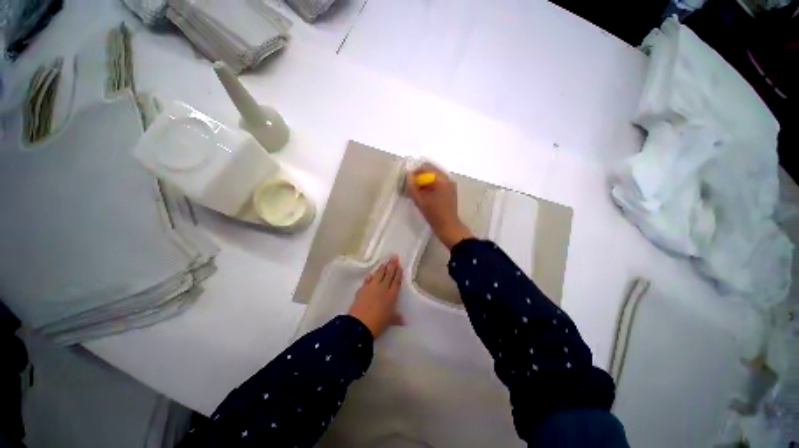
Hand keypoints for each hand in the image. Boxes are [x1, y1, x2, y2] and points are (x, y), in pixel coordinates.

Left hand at [348, 256, 404, 338]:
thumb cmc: (378, 323)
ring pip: (379, 274)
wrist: (359, 325)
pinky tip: (371, 274)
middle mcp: (383, 288)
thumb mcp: (389, 321)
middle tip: (394, 257)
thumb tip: (403, 320)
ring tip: (385, 261)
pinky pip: (368, 280)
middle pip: (388, 274)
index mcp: (391, 295)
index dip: (398, 273)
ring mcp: (372, 287)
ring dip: (382, 268)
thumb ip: (396, 318)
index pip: (396, 281)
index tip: (399, 265)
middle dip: (392, 265)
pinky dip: (370, 277)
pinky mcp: (362, 289)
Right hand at [406, 163, 473, 248]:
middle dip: (420, 178)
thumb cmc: (434, 214)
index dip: (415, 172)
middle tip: (412, 186)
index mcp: (442, 180)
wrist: (448, 227)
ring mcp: (450, 185)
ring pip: (434, 178)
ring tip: (417, 192)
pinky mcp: (450, 192)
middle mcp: (448, 179)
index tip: (408, 179)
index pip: (426, 168)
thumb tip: (408, 175)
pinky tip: (424, 195)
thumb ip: (412, 187)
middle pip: (431, 172)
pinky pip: (438, 184)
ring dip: (425, 182)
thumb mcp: (420, 201)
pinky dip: (430, 187)